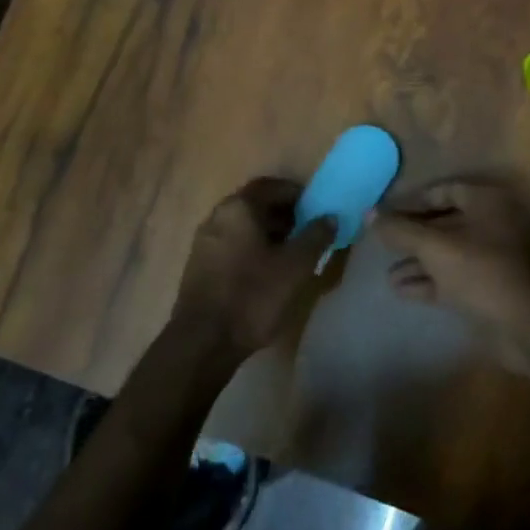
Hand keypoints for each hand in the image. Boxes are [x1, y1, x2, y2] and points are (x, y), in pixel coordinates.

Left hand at [172, 178, 336, 361]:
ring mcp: (204, 242)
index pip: (271, 186)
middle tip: (308, 232)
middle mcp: (217, 217)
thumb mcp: (295, 267)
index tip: (316, 209)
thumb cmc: (253, 297)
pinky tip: (267, 272)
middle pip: (255, 205)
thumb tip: (330, 217)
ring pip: (242, 227)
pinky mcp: (199, 266)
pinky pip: (231, 245)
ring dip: (268, 233)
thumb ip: (315, 237)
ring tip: (292, 254)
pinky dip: (251, 249)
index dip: (296, 194)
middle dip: (284, 215)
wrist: (203, 342)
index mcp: (238, 208)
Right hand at [370, 180, 529, 333]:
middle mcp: (493, 223)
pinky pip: (455, 277)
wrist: (527, 325)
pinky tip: (401, 290)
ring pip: (449, 253)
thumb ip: (400, 230)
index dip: (412, 202)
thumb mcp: (434, 247)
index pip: (443, 191)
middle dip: (412, 236)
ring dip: (418, 262)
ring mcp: (494, 257)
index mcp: (486, 202)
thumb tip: (368, 213)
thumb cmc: (480, 271)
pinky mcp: (492, 288)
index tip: (385, 215)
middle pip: (445, 223)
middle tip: (383, 245)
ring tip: (387, 274)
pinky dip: (431, 281)